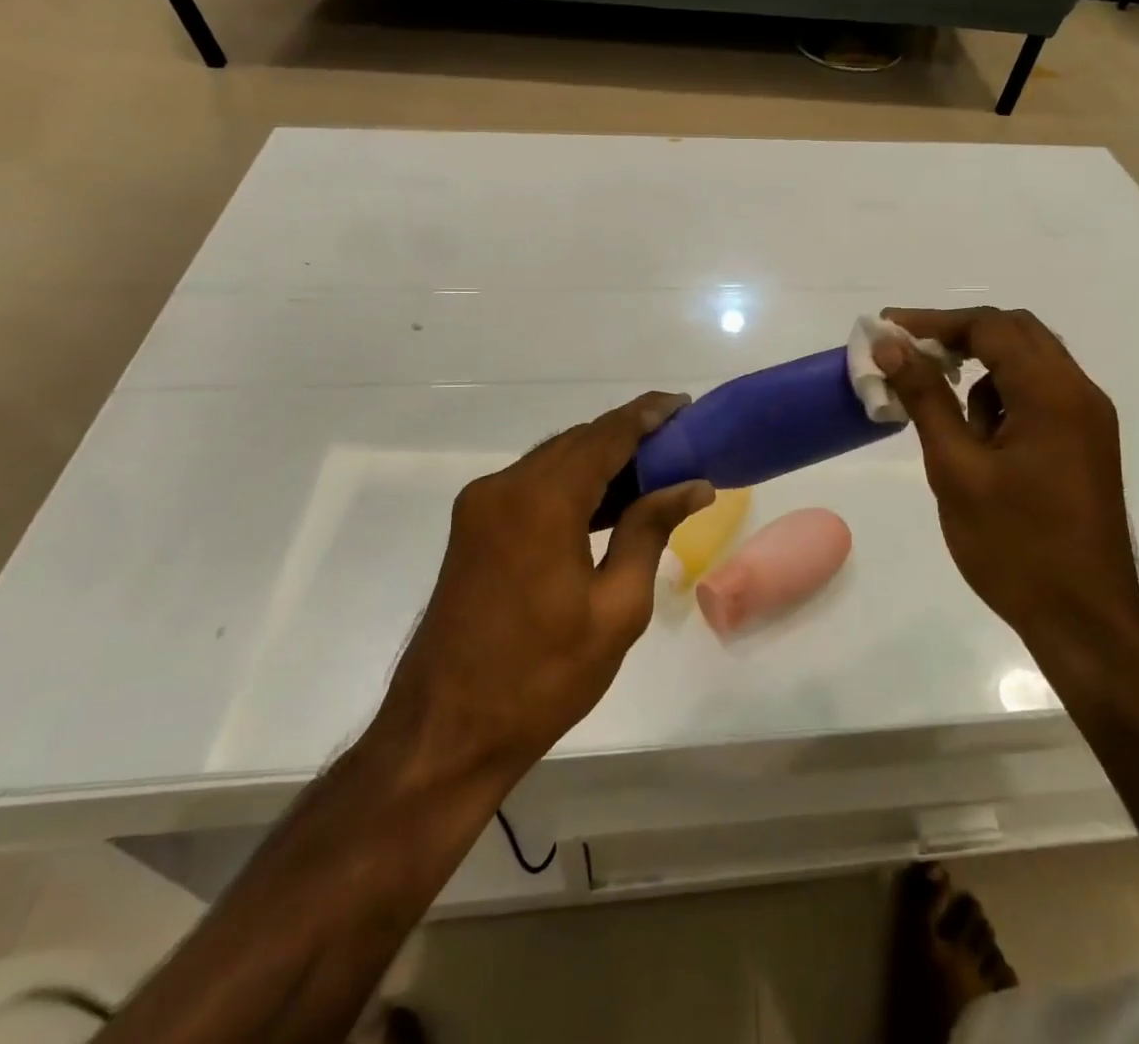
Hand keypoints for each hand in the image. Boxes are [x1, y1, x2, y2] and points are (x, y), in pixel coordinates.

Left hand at [376, 393, 712, 785]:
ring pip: (554, 461)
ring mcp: (481, 506)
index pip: (605, 436)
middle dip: (628, 436)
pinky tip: (608, 501)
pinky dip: (572, 484)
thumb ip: (650, 531)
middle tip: (678, 442)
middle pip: (578, 442)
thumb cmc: (542, 677)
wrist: (446, 733)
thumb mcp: (616, 608)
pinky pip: (533, 485)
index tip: (684, 404)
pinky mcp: (472, 528)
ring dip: (601, 460)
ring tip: (654, 469)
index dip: (647, 415)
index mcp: (541, 502)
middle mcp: (504, 487)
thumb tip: (693, 485)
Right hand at [874, 308, 1138, 649]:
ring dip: (981, 370)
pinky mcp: (1085, 445)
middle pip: (1016, 334)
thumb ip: (925, 398)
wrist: (1084, 620)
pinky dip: (1001, 398)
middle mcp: (1080, 394)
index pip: (991, 328)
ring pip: (1029, 365)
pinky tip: (977, 440)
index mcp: (1053, 394)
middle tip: (908, 354)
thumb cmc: (1014, 546)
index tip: (888, 330)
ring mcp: (1088, 420)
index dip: (934, 322)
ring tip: (939, 410)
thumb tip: (892, 345)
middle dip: (958, 337)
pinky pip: (1039, 397)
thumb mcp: (956, 469)